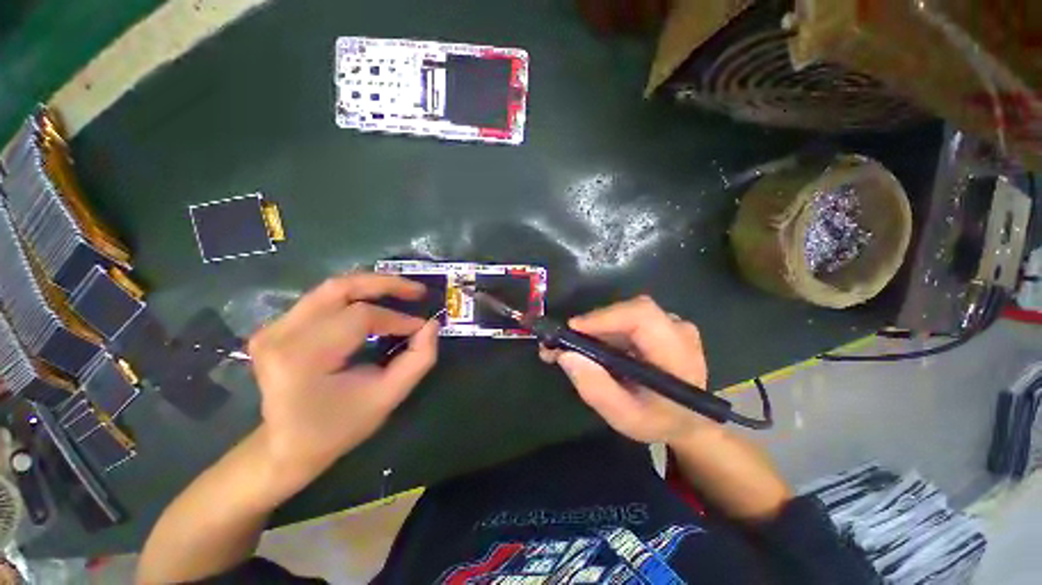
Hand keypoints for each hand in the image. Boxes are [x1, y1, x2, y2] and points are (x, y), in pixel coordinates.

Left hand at [247, 273, 438, 494]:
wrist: (288, 446)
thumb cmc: (336, 431)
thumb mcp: (380, 402)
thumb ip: (413, 364)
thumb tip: (431, 327)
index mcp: (304, 357)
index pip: (357, 317)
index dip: (394, 317)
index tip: (421, 325)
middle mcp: (281, 333)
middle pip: (336, 289)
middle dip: (380, 284)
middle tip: (414, 290)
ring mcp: (270, 328)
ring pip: (324, 291)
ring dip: (361, 291)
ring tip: (393, 295)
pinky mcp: (268, 328)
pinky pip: (312, 304)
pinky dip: (341, 303)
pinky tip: (361, 309)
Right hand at [540, 295, 712, 444]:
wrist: (691, 423)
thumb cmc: (660, 422)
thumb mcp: (625, 417)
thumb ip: (597, 389)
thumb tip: (566, 356)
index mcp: (677, 351)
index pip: (642, 316)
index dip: (605, 318)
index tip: (572, 331)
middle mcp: (680, 330)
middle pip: (632, 313)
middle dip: (594, 325)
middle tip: (560, 344)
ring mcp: (676, 326)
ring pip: (630, 316)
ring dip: (600, 330)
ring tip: (571, 350)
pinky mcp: (668, 329)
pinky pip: (635, 323)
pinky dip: (611, 334)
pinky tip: (594, 352)